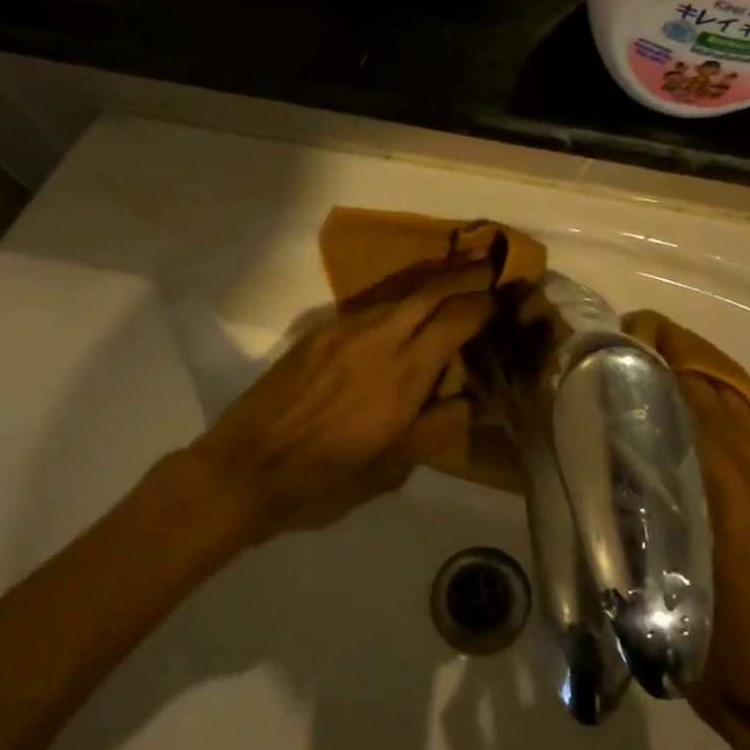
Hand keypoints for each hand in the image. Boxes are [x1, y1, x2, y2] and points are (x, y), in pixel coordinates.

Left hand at [186, 261, 497, 542]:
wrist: (243, 469)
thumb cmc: (321, 481)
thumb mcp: (389, 471)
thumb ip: (435, 430)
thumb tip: (472, 400)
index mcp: (402, 376)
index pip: (456, 320)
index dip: (485, 305)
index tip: (506, 299)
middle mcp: (376, 340)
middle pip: (430, 292)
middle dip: (465, 276)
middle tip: (492, 268)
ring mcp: (342, 331)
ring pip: (398, 295)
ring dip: (431, 285)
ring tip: (455, 283)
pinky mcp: (317, 334)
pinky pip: (370, 307)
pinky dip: (398, 302)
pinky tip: (404, 314)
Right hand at [676, 367, 749, 749]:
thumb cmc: (725, 673)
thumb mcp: (669, 606)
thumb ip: (648, 542)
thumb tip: (620, 488)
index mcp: (741, 524)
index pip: (708, 434)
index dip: (679, 387)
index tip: (647, 351)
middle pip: (736, 424)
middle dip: (696, 377)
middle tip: (654, 346)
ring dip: (718, 400)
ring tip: (676, 374)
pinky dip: (735, 434)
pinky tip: (710, 433)